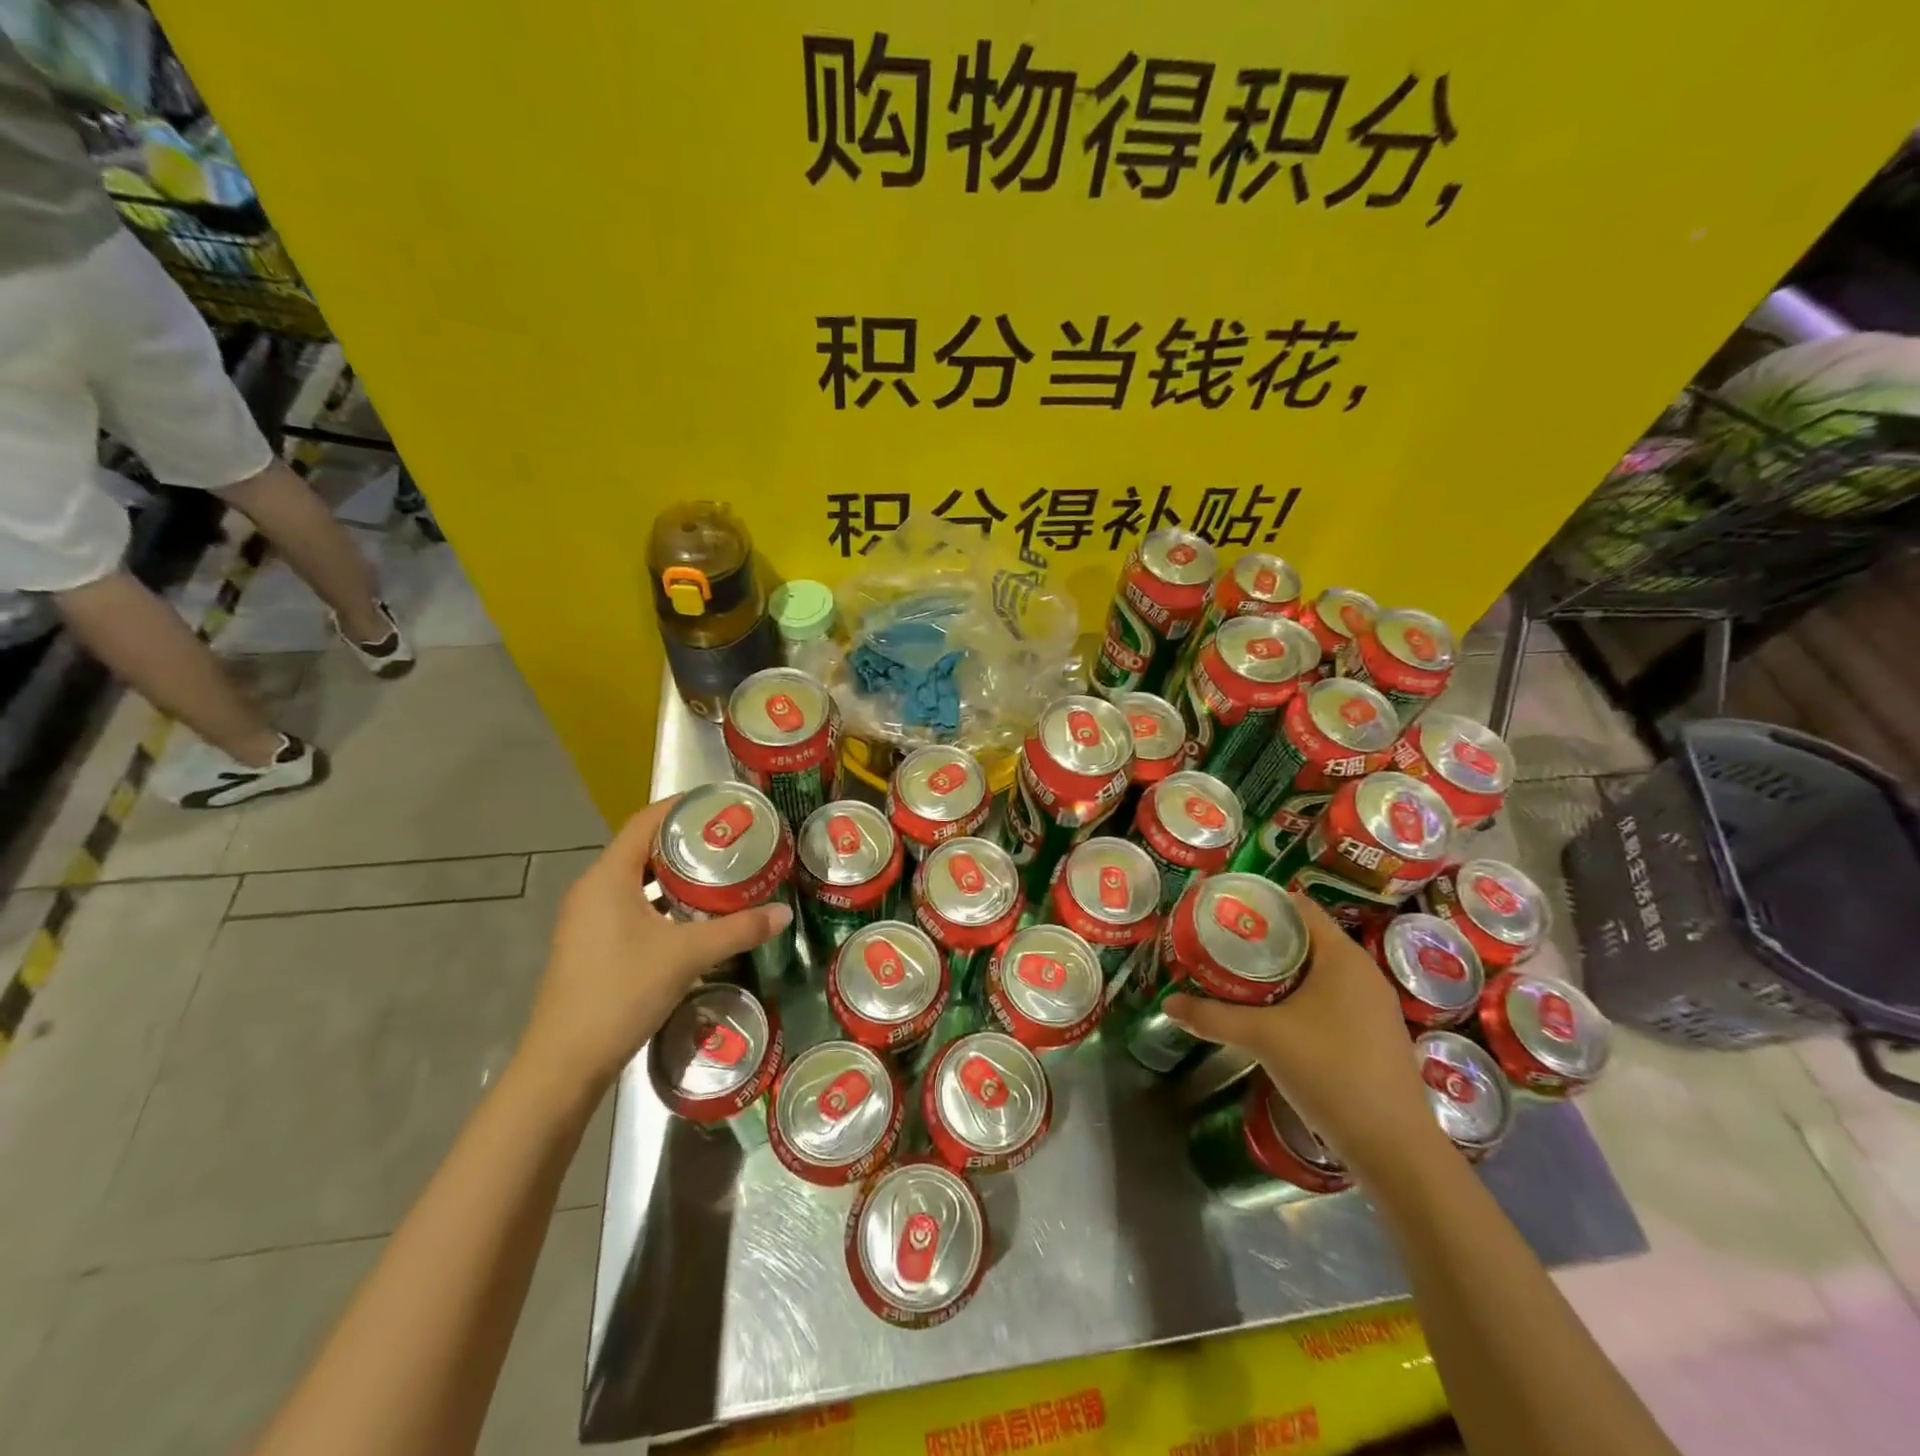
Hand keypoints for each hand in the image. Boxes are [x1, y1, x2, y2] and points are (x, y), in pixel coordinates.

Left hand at [518, 795, 792, 1094]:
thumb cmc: (622, 992)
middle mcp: (593, 890)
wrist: (565, 1063)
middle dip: (687, 841)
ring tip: (720, 874)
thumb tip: (784, 912)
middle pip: (643, 848)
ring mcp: (588, 920)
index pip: (646, 821)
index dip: (682, 806)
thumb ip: (738, 929)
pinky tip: (694, 918)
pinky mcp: (591, 945)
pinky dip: (663, 902)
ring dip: (675, 875)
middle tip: (732, 840)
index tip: (723, 803)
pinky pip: (631, 906)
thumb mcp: (687, 956)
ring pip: (638, 881)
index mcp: (608, 877)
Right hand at [1164, 893, 1437, 1175]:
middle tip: (1221, 941)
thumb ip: (1212, 1017)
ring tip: (1238, 974)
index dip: (1261, 901)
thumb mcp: (1263, 1038)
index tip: (1224, 908)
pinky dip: (1300, 994)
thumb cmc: (1330, 1071)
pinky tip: (1273, 1013)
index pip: (1299, 906)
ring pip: (1318, 969)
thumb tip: (1168, 1004)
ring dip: (1281, 969)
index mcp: (1342, 956)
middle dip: (1263, 938)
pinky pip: (1331, 995)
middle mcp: (1363, 971)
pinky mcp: (1374, 1032)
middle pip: (1306, 937)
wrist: (1395, 1148)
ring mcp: (1373, 1004)